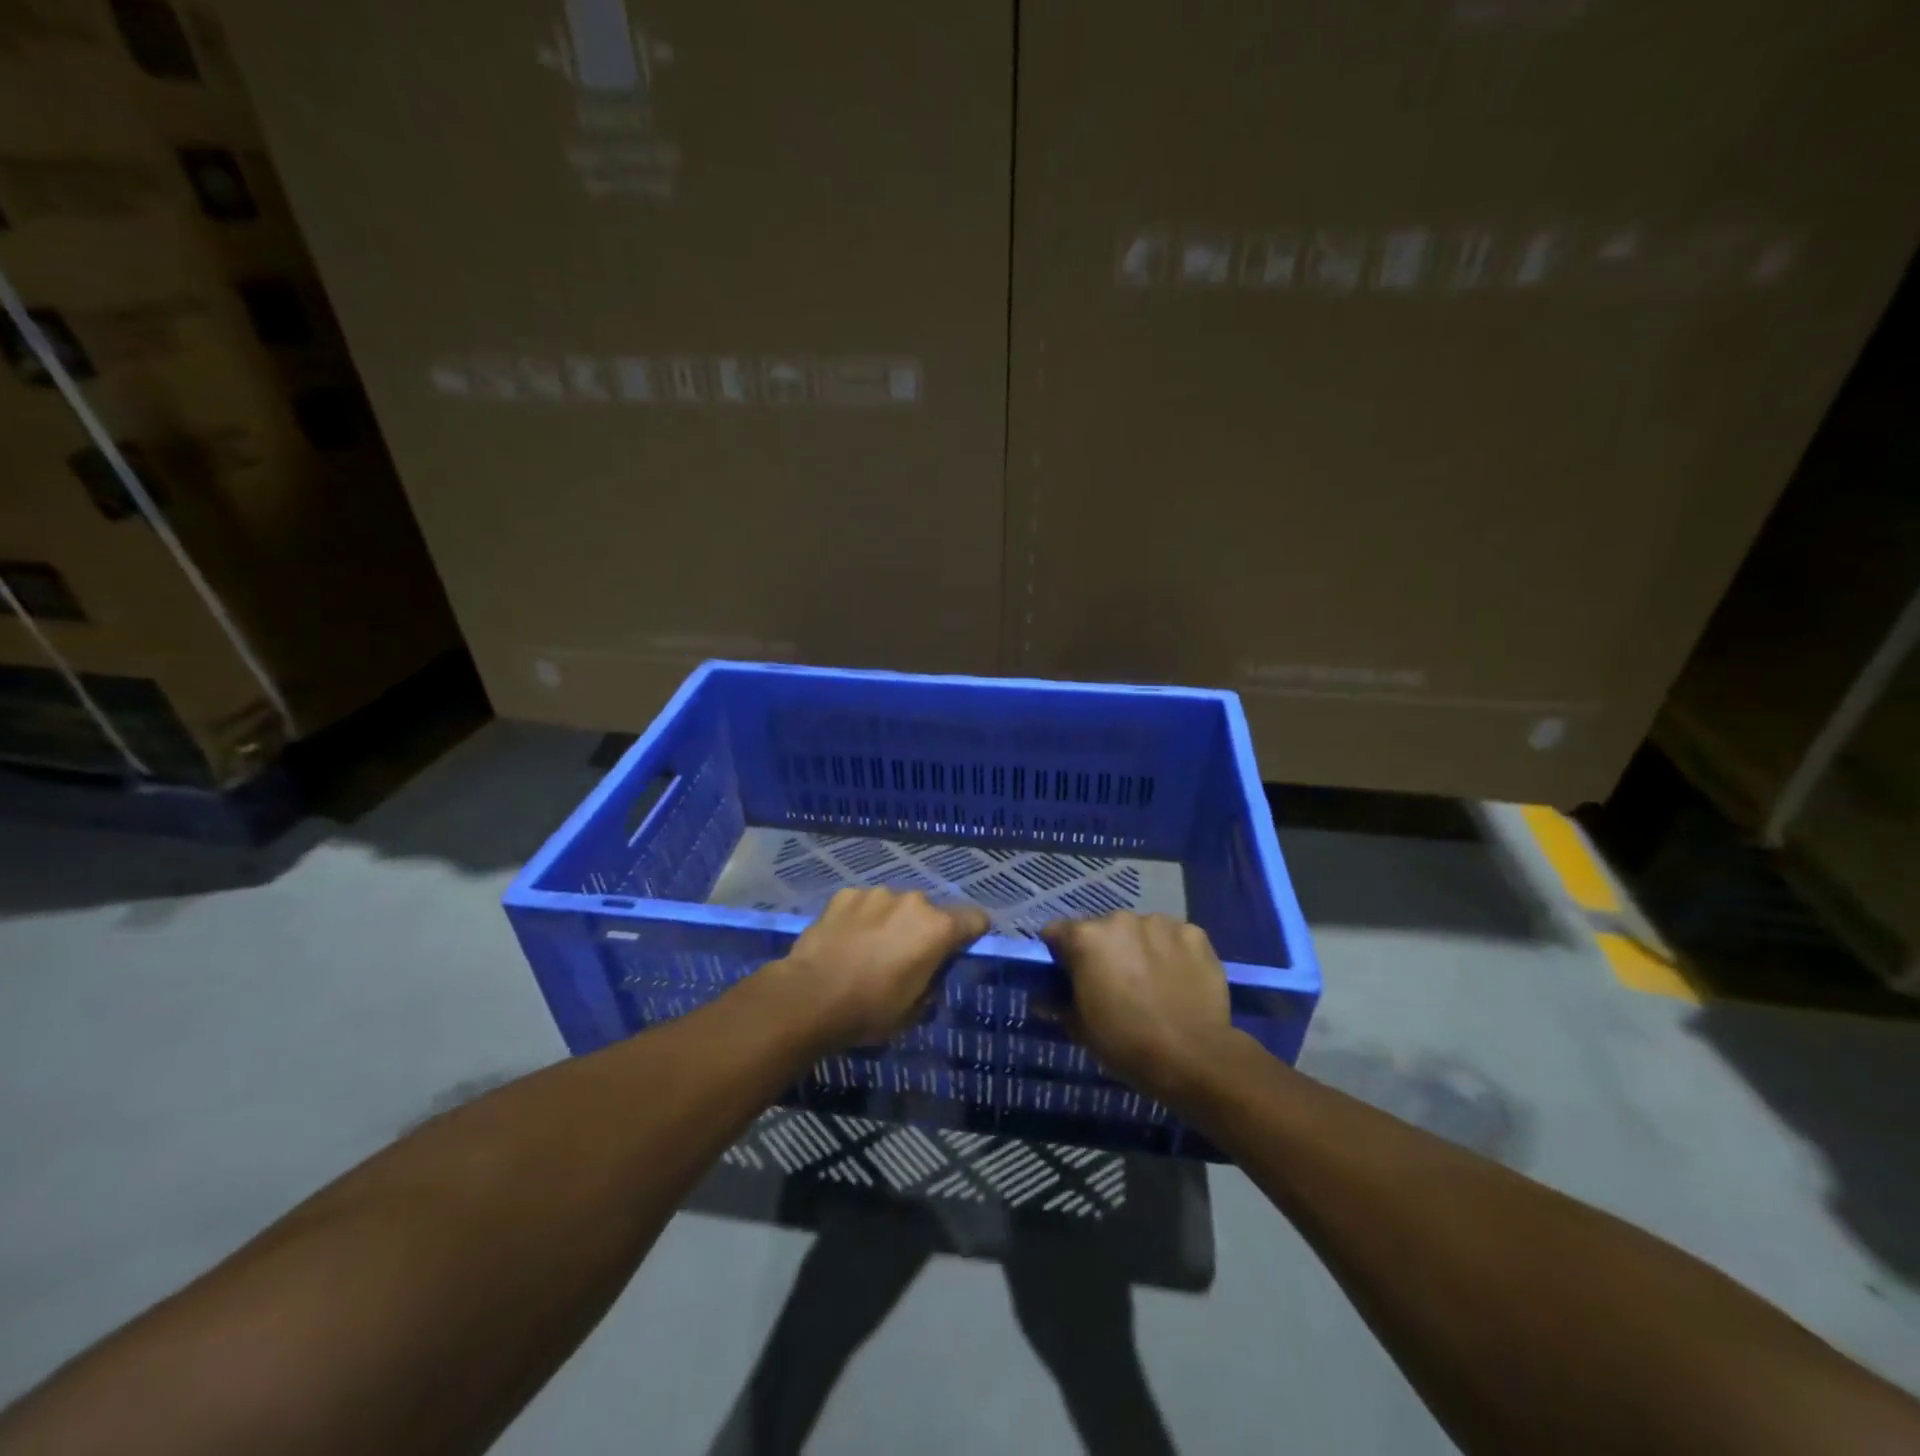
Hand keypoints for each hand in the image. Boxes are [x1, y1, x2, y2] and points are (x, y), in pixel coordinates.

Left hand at [773, 888, 989, 1052]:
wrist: (809, 997)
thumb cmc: (869, 1010)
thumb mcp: (914, 1010)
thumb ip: (932, 983)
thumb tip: (930, 973)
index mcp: (938, 929)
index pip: (975, 919)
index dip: (972, 933)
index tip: (960, 948)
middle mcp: (913, 901)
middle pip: (930, 912)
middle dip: (922, 930)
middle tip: (904, 957)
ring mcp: (877, 894)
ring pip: (894, 905)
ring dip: (890, 921)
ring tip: (869, 949)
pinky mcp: (846, 894)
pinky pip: (863, 904)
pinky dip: (861, 917)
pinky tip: (845, 940)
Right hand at [1041, 912, 1236, 1103]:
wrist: (1193, 1057)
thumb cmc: (1126, 1043)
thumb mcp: (1080, 1028)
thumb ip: (1057, 1004)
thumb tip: (1041, 998)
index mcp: (1086, 938)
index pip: (1057, 932)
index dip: (1059, 954)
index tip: (1068, 976)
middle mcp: (1120, 920)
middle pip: (1102, 929)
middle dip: (1104, 950)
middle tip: (1113, 983)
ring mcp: (1160, 923)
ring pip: (1140, 930)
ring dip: (1139, 948)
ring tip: (1151, 981)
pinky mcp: (1194, 934)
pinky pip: (1174, 937)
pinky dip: (1172, 952)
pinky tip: (1178, 979)